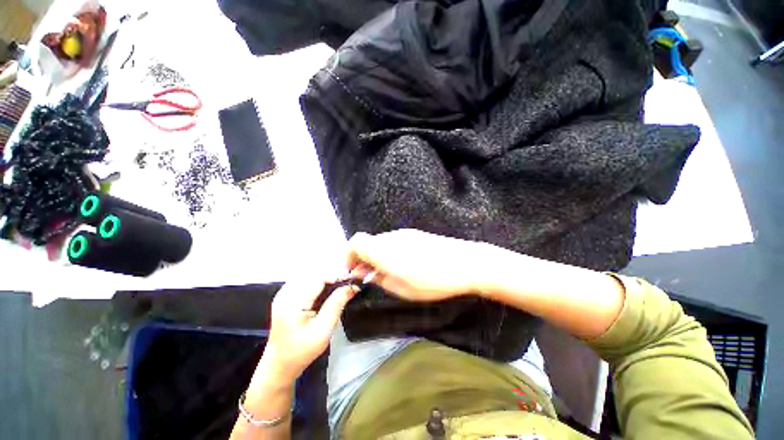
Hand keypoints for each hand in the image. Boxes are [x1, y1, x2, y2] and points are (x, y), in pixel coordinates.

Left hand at [261, 275, 357, 382]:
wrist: (279, 364)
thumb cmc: (302, 351)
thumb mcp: (323, 330)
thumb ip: (337, 305)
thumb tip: (352, 287)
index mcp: (292, 302)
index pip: (318, 278)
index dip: (337, 275)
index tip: (352, 281)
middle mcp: (286, 293)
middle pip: (314, 273)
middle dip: (333, 275)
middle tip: (348, 284)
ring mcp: (284, 293)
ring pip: (310, 274)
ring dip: (327, 277)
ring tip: (341, 286)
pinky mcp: (286, 295)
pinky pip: (306, 280)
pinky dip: (319, 281)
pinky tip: (327, 289)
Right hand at [347, 229, 488, 301]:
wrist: (465, 263)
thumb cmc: (432, 281)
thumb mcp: (401, 288)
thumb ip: (378, 279)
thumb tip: (363, 274)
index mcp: (383, 249)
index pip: (355, 242)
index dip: (349, 255)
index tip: (354, 271)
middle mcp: (390, 237)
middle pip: (368, 243)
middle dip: (364, 259)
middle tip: (372, 277)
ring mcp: (404, 233)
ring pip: (382, 242)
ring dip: (378, 256)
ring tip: (391, 273)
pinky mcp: (416, 234)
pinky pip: (395, 241)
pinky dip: (391, 252)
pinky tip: (406, 264)